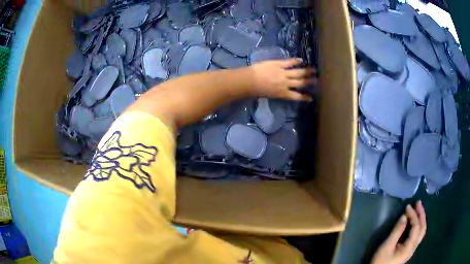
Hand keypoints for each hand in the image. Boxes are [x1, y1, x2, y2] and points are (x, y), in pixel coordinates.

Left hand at [249, 59, 316, 100]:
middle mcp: (286, 84)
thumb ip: (277, 93)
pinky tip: (302, 60)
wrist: (249, 81)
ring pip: (298, 72)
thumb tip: (282, 90)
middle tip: (317, 80)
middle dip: (309, 82)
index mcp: (283, 93)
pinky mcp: (278, 64)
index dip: (305, 97)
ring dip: (307, 71)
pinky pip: (289, 62)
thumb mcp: (269, 95)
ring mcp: (283, 73)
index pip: (297, 96)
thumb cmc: (256, 91)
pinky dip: (296, 61)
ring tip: (314, 70)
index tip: (311, 97)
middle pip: (300, 83)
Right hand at [371, 201, 426, 263]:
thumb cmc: (380, 261)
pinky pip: (417, 234)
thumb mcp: (386, 247)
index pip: (416, 227)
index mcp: (409, 247)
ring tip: (417, 209)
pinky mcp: (408, 250)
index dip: (413, 215)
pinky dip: (417, 225)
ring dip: (421, 219)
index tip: (407, 206)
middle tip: (418, 203)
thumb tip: (404, 216)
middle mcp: (413, 247)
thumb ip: (397, 231)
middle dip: (421, 214)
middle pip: (422, 228)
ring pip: (421, 231)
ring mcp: (411, 249)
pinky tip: (414, 221)